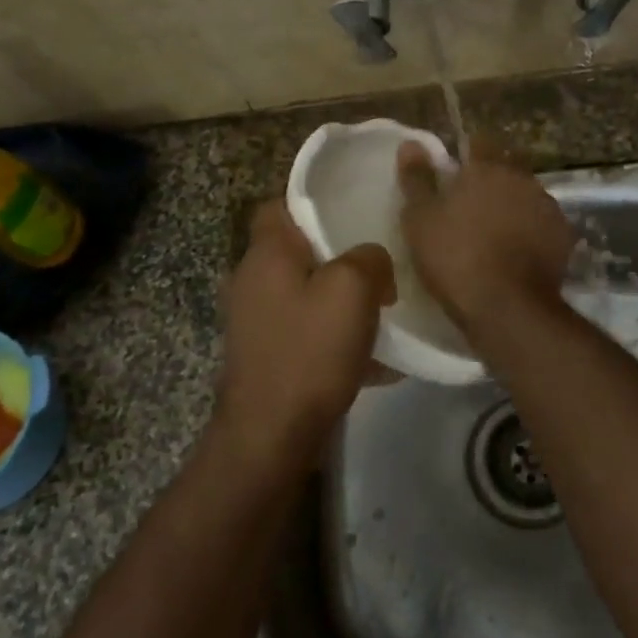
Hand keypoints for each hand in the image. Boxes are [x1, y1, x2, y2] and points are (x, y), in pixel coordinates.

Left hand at [218, 201, 394, 462]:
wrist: (271, 436)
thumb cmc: (309, 351)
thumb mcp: (352, 289)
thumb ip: (369, 258)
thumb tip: (373, 260)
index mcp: (266, 254)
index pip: (278, 205)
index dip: (312, 201)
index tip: (352, 206)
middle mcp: (253, 281)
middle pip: (298, 251)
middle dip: (339, 254)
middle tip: (379, 260)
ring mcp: (257, 322)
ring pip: (307, 293)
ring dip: (342, 299)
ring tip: (384, 309)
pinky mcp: (268, 355)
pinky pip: (309, 332)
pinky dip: (337, 337)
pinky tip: (377, 359)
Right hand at [397, 141, 574, 330]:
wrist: (508, 307)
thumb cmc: (455, 258)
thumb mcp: (420, 219)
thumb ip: (417, 178)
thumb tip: (411, 143)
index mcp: (487, 167)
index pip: (480, 141)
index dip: (468, 153)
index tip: (456, 171)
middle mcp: (523, 178)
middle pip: (508, 167)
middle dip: (493, 178)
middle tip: (472, 204)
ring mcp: (548, 206)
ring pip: (527, 195)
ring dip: (514, 205)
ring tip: (496, 231)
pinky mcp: (564, 236)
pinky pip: (543, 224)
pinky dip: (532, 231)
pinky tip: (518, 252)